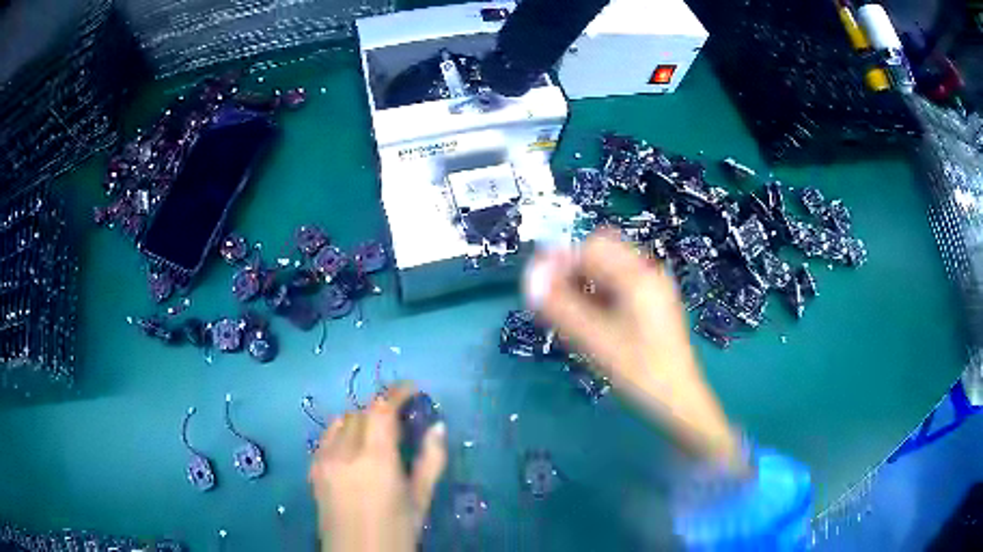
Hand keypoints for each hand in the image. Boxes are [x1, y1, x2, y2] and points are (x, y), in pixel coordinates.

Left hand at [309, 385, 446, 551]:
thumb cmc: (397, 532)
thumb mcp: (420, 500)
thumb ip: (431, 461)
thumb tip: (438, 427)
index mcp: (375, 460)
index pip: (381, 409)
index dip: (397, 392)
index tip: (412, 388)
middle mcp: (344, 452)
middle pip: (361, 412)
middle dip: (382, 407)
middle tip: (400, 416)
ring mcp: (324, 459)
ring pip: (341, 421)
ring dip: (361, 418)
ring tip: (377, 432)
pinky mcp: (313, 468)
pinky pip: (326, 437)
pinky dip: (343, 432)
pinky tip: (354, 447)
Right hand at [524, 230, 744, 471]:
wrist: (679, 401)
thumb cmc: (640, 372)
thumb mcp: (595, 341)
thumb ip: (561, 307)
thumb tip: (530, 276)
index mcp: (638, 276)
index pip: (592, 246)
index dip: (562, 262)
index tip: (543, 290)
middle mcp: (648, 273)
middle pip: (602, 254)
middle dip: (574, 272)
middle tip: (557, 304)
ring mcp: (654, 288)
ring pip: (609, 270)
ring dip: (585, 285)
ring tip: (573, 319)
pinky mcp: (653, 304)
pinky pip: (619, 286)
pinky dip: (600, 296)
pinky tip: (594, 324)